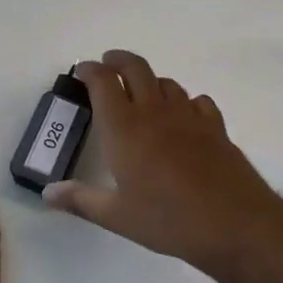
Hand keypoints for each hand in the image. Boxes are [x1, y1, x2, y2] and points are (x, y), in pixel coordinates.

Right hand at [43, 50, 282, 278]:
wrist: (234, 222)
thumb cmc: (168, 219)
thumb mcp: (117, 216)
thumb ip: (81, 200)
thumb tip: (48, 193)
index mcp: (124, 128)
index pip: (103, 82)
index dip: (90, 70)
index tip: (81, 71)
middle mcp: (154, 111)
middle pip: (136, 67)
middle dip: (118, 60)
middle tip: (108, 64)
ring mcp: (188, 115)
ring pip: (166, 82)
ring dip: (150, 81)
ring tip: (142, 93)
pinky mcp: (215, 126)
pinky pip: (196, 100)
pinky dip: (184, 101)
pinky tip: (183, 116)